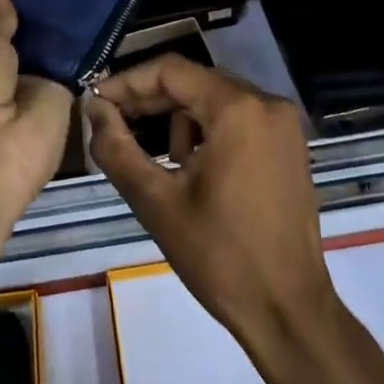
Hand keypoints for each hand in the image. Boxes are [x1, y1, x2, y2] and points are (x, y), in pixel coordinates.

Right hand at [84, 55, 342, 378]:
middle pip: (194, 82)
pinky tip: (191, 169)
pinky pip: (238, 118)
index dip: (127, 82)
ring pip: (214, 99)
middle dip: (150, 100)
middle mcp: (266, 103)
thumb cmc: (220, 257)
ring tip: (160, 163)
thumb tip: (93, 108)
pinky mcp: (289, 145)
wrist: (289, 312)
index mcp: (237, 109)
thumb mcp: (156, 201)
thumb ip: (116, 147)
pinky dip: (208, 131)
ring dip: (179, 120)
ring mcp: (283, 124)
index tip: (96, 102)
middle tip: (112, 124)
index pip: (171, 71)